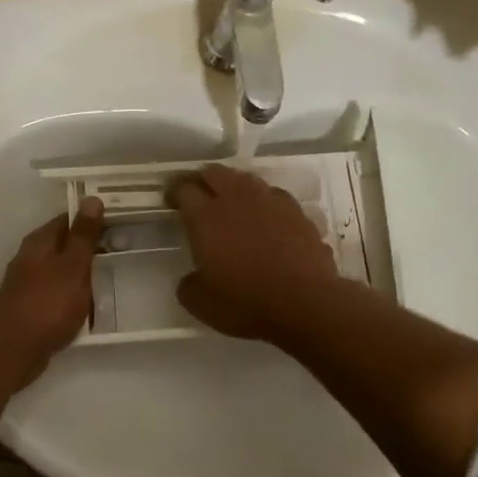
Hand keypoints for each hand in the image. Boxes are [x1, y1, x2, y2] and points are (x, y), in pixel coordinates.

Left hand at [0, 197, 105, 377]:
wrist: (13, 350)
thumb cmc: (47, 303)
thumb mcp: (72, 266)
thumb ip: (83, 235)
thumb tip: (92, 199)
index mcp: (40, 242)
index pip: (69, 219)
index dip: (93, 218)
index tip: (120, 221)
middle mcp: (32, 258)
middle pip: (66, 245)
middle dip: (91, 247)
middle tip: (125, 250)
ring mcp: (31, 285)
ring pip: (64, 271)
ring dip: (85, 273)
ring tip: (115, 277)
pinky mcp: (34, 309)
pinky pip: (61, 295)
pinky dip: (76, 297)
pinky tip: (93, 306)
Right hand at [168, 164, 339, 339]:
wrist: (306, 304)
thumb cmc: (246, 302)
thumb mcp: (201, 303)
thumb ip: (189, 284)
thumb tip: (192, 278)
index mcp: (206, 217)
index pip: (184, 189)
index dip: (174, 191)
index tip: (171, 201)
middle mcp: (237, 199)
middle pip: (214, 173)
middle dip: (202, 180)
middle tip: (198, 196)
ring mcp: (270, 201)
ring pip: (246, 179)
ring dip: (233, 186)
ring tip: (231, 203)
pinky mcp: (297, 211)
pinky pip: (273, 196)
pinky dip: (263, 202)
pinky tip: (265, 217)